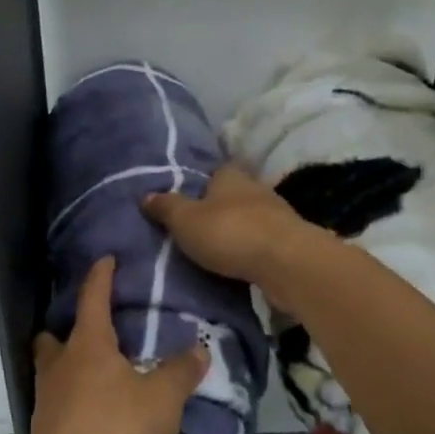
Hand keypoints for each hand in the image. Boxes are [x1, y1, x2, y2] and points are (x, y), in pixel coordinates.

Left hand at [28, 257, 206, 433]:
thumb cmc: (115, 430)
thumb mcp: (161, 400)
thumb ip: (181, 372)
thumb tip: (199, 348)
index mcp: (88, 345)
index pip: (92, 297)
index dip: (101, 276)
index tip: (106, 259)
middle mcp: (61, 364)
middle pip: (56, 335)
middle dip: (72, 328)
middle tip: (97, 330)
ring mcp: (48, 397)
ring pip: (54, 369)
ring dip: (71, 365)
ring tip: (101, 374)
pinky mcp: (46, 429)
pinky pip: (59, 400)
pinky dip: (75, 398)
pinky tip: (97, 412)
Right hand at [141, 164, 325, 312]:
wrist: (287, 263)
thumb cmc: (230, 233)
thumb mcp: (185, 220)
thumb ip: (166, 207)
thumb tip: (145, 195)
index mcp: (230, 176)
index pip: (215, 170)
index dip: (201, 181)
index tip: (187, 196)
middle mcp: (255, 188)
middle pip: (233, 194)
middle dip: (218, 207)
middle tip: (196, 224)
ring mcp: (277, 215)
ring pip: (250, 217)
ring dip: (236, 229)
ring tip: (215, 246)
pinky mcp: (289, 242)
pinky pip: (262, 240)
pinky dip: (251, 248)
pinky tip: (239, 261)